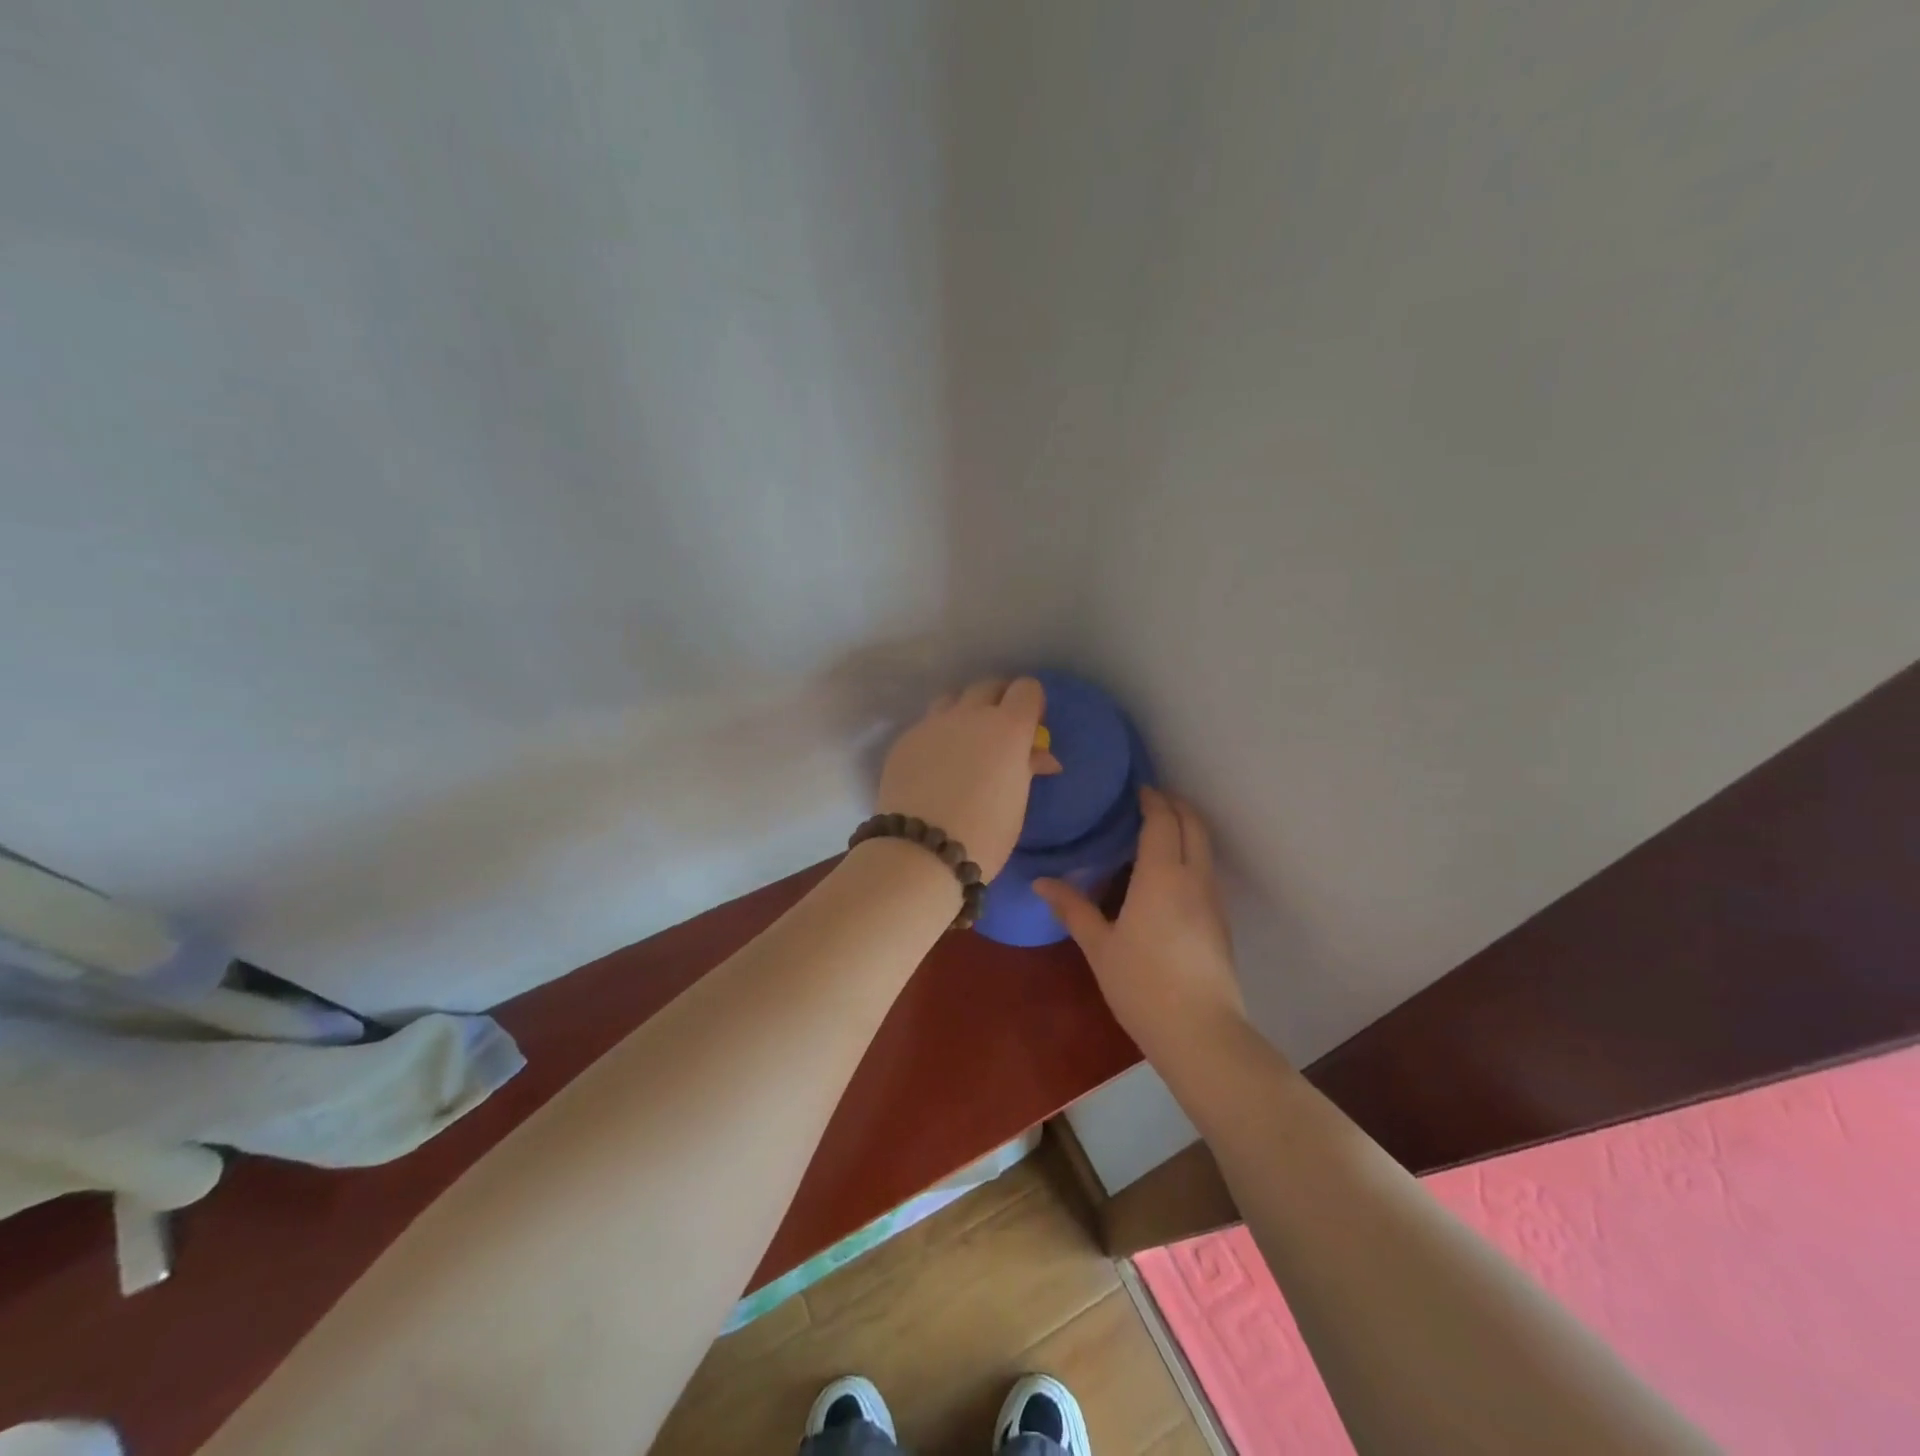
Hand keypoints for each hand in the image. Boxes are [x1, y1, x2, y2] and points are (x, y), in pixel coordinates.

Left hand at [876, 677, 1062, 879]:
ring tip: (964, 742)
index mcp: (1007, 728)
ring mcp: (932, 724)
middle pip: (988, 686)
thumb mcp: (1017, 802)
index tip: (1031, 725)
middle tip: (1000, 731)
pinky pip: (926, 725)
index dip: (1031, 703)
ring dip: (964, 712)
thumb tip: (1039, 756)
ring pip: (953, 699)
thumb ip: (1026, 768)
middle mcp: (970, 715)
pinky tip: (934, 764)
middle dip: (998, 701)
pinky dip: (937, 735)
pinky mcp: (905, 740)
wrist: (921, 852)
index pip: (1026, 689)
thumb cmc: (985, 834)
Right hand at [1035, 787, 1245, 1050]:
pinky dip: (1191, 854)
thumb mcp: (1099, 946)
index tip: (1136, 789)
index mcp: (1162, 875)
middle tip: (1149, 800)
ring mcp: (1214, 900)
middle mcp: (1194, 877)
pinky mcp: (1221, 921)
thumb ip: (1072, 908)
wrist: (1201, 1032)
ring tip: (1157, 831)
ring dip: (1186, 828)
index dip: (1152, 799)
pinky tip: (1169, 875)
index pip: (1162, 820)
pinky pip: (1207, 870)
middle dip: (1175, 805)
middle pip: (1194, 824)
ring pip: (1205, 847)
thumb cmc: (1142, 985)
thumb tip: (1041, 882)